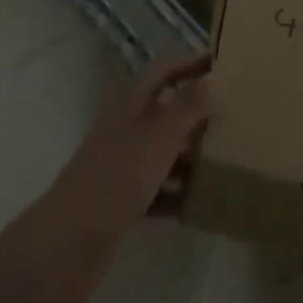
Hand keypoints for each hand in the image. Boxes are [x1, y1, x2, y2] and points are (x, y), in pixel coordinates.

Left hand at [29, 52, 210, 302]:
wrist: (70, 242)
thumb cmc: (117, 177)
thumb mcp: (158, 137)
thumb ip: (186, 108)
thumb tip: (211, 79)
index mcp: (130, 105)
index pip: (163, 72)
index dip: (189, 63)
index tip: (220, 61)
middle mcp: (125, 130)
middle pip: (164, 112)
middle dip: (196, 113)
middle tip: (233, 115)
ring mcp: (122, 167)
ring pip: (163, 154)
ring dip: (190, 157)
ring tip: (226, 161)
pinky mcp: (122, 203)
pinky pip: (157, 193)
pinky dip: (177, 196)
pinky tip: (200, 206)